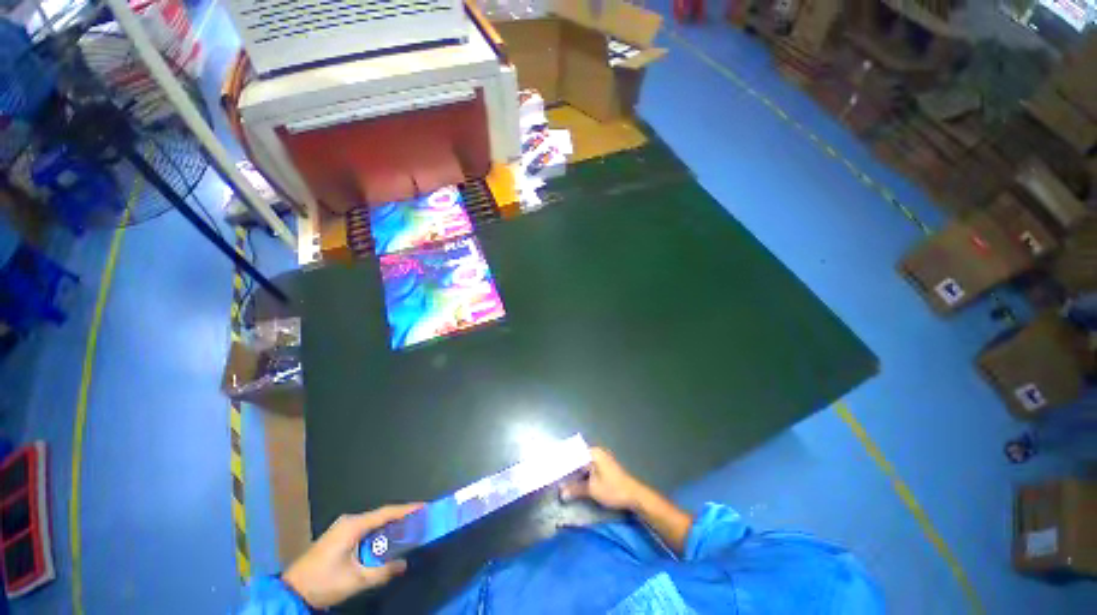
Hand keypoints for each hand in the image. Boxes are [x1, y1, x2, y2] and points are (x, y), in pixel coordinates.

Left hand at [282, 504, 421, 608]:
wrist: (292, 591)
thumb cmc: (325, 582)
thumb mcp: (356, 580)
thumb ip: (382, 571)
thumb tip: (405, 563)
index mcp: (354, 525)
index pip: (386, 512)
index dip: (406, 510)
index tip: (424, 507)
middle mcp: (349, 521)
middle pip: (381, 515)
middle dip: (400, 518)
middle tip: (419, 521)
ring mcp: (342, 528)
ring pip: (373, 523)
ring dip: (389, 526)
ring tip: (407, 530)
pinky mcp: (339, 536)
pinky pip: (365, 529)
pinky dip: (378, 533)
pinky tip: (386, 541)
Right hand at [560, 447, 645, 510]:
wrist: (634, 496)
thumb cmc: (613, 489)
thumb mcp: (592, 490)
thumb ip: (575, 489)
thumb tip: (560, 492)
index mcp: (594, 452)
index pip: (573, 453)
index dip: (562, 460)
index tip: (552, 466)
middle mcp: (597, 452)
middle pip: (578, 458)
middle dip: (567, 467)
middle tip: (554, 475)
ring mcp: (601, 460)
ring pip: (583, 464)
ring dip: (574, 472)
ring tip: (561, 479)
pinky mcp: (604, 468)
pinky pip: (588, 468)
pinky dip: (581, 474)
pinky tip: (574, 482)